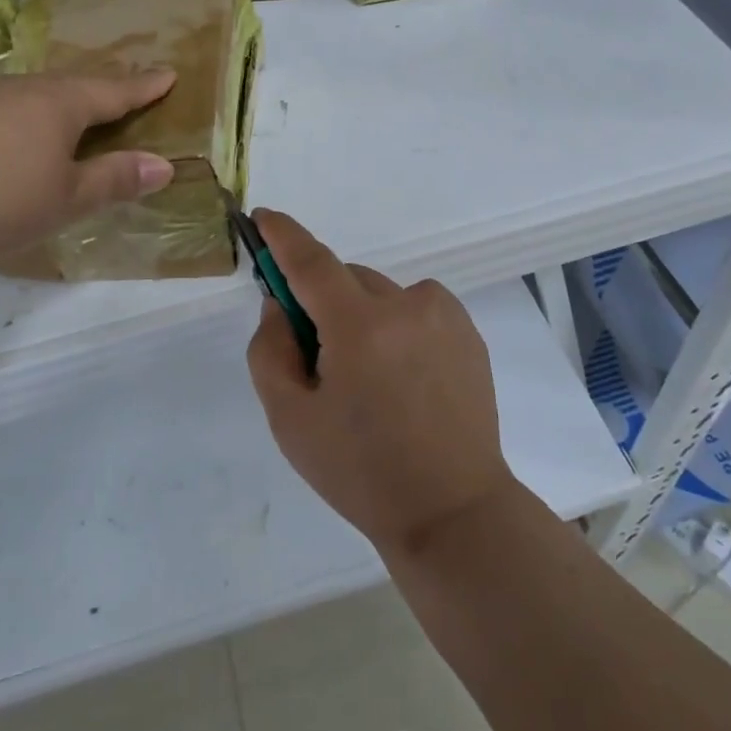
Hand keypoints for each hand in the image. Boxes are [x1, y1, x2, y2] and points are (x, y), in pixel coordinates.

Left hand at [0, 68, 177, 264]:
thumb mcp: (66, 198)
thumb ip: (114, 179)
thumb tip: (164, 166)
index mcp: (59, 104)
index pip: (113, 91)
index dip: (143, 87)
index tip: (168, 73)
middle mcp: (20, 89)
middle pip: (70, 85)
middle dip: (98, 91)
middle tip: (117, 97)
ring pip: (27, 94)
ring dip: (52, 104)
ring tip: (61, 118)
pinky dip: (12, 119)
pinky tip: (0, 139)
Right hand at [245, 210, 517, 560]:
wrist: (453, 512)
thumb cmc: (361, 472)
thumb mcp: (290, 419)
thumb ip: (270, 350)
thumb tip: (281, 304)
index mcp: (360, 326)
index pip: (311, 262)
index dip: (283, 236)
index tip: (263, 218)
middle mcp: (406, 305)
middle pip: (345, 279)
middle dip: (323, 302)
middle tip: (319, 356)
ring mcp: (443, 315)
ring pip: (380, 293)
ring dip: (362, 314)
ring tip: (372, 378)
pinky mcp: (467, 330)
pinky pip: (415, 306)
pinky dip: (397, 324)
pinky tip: (405, 377)